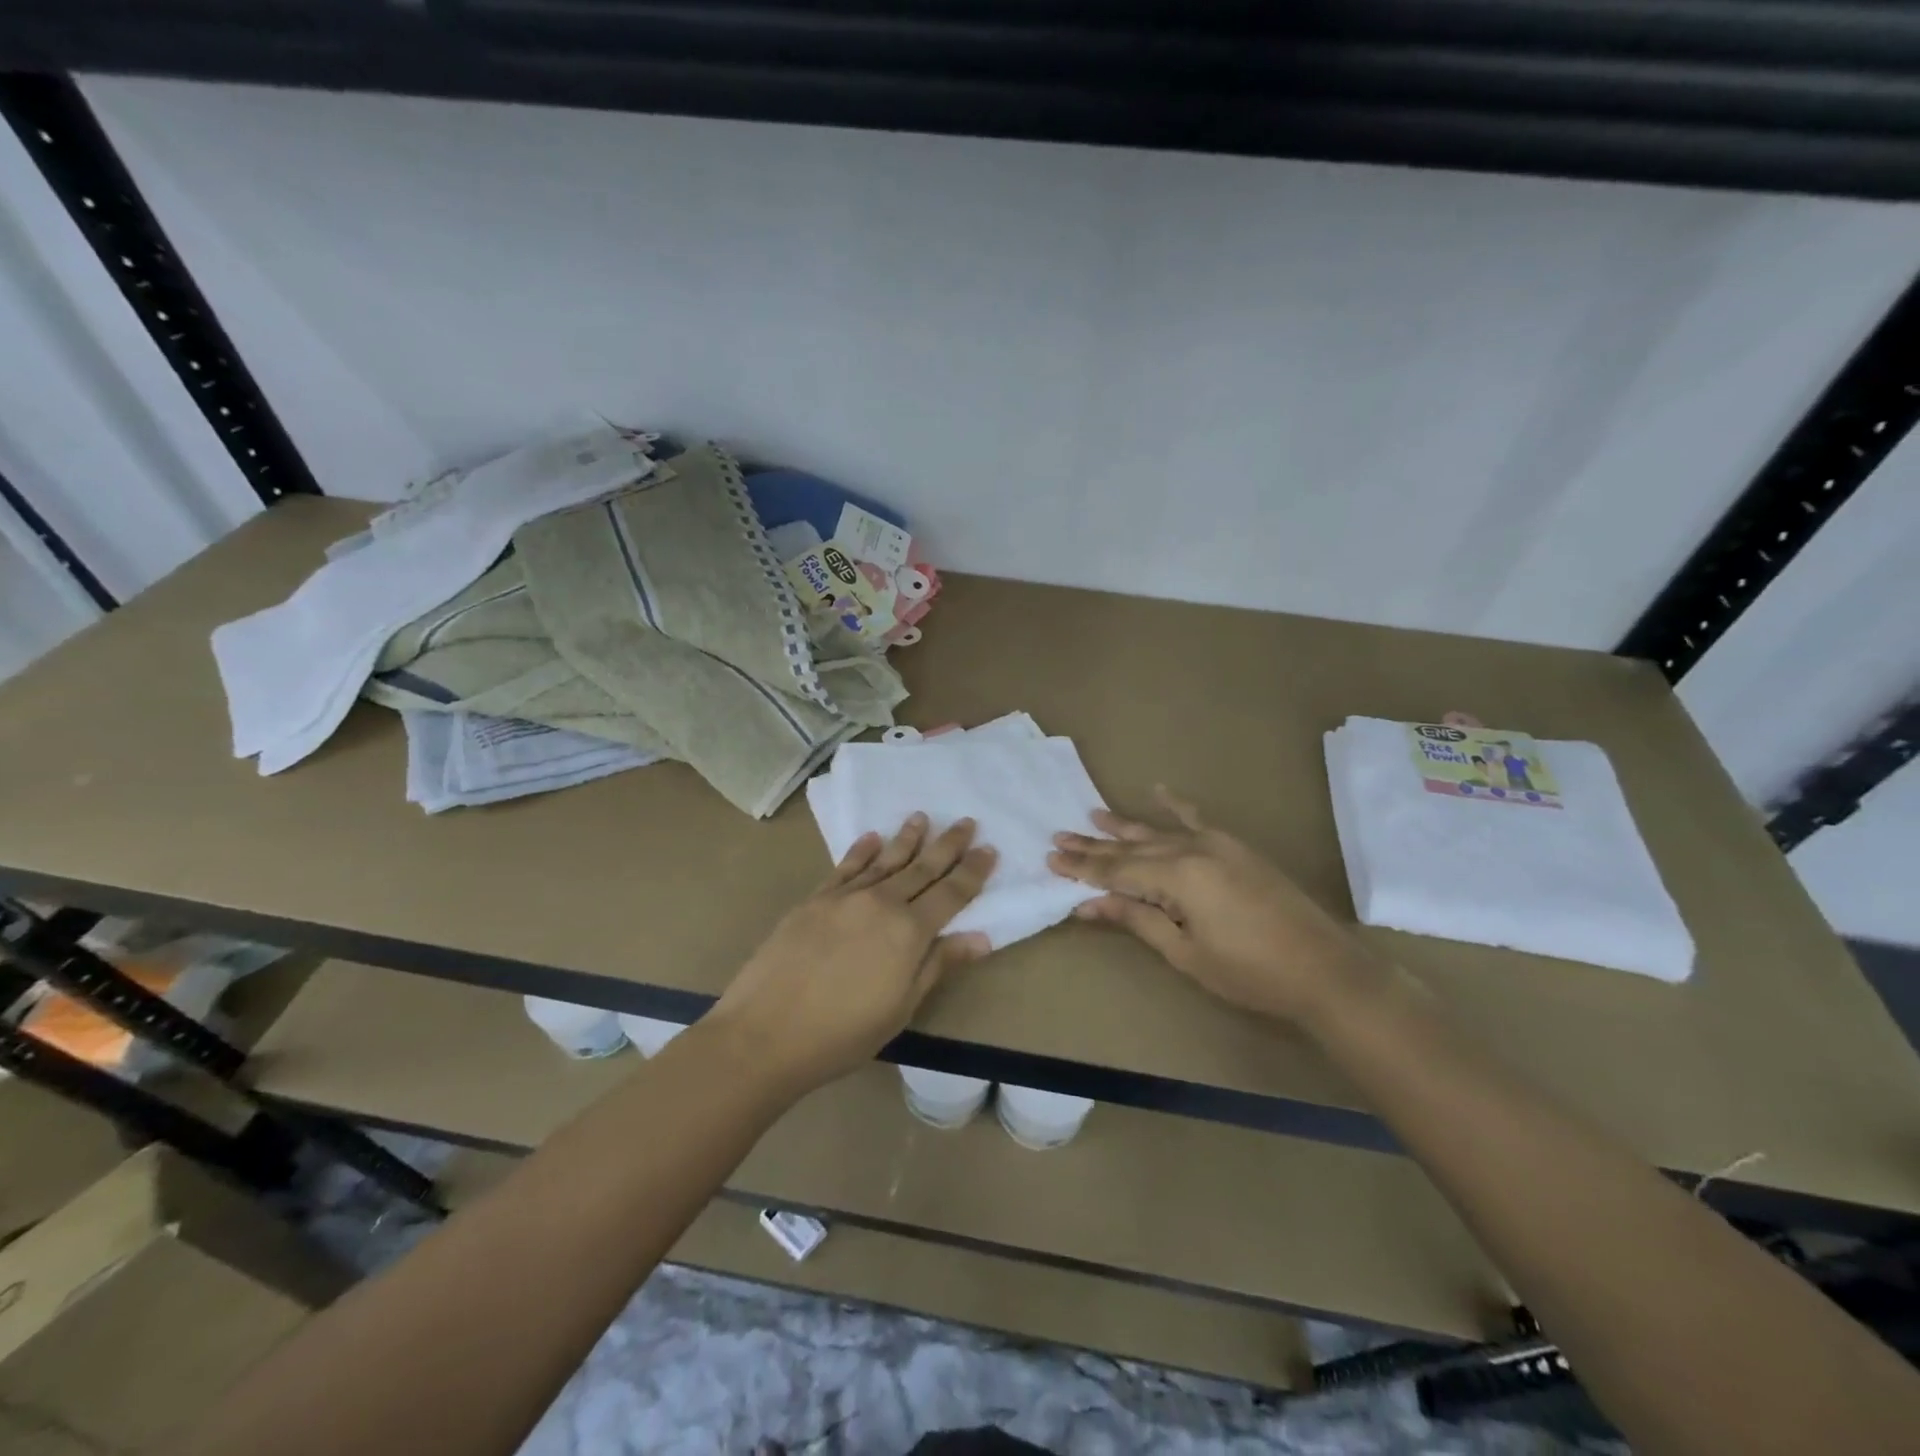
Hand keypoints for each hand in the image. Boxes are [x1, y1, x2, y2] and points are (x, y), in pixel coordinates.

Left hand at [710, 813, 996, 1094]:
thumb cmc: (843, 1033)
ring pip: (885, 860)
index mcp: (909, 931)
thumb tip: (981, 937)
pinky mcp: (814, 900)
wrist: (766, 1032)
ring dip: (907, 838)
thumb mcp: (902, 1007)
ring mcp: (845, 898)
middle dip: (948, 845)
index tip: (989, 849)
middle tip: (966, 822)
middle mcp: (881, 903)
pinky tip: (872, 837)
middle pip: (922, 868)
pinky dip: (861, 850)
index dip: (973, 872)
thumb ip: (939, 965)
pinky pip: (845, 867)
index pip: (951, 893)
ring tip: (922, 817)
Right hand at [1049, 787, 1380, 1024]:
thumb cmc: (1249, 971)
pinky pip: (1199, 819)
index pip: (1116, 871)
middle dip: (1093, 847)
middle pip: (1132, 849)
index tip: (1051, 859)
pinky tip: (1158, 790)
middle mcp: (1192, 850)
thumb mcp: (1185, 952)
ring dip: (1123, 826)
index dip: (1082, 868)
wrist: (1324, 968)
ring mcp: (1217, 845)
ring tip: (1091, 815)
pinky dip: (1177, 805)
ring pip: (1158, 832)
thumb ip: (1136, 919)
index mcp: (1177, 878)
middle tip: (1058, 838)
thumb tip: (1087, 904)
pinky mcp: (1236, 848)